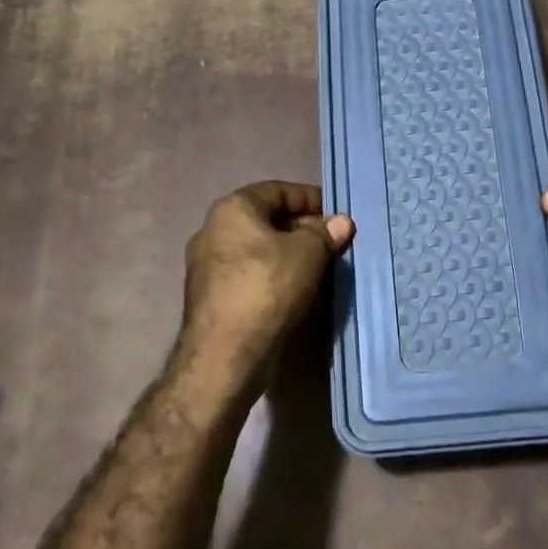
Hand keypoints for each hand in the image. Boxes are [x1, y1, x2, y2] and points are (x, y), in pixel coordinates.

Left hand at [179, 182, 353, 385]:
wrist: (223, 358)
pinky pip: (249, 275)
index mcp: (233, 209)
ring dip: (289, 255)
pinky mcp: (210, 297)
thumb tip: (341, 222)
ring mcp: (207, 266)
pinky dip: (273, 277)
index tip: (336, 217)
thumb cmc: (267, 290)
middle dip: (302, 229)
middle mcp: (213, 230)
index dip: (311, 199)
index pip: (278, 190)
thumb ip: (325, 233)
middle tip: (332, 244)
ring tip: (320, 268)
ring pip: (258, 250)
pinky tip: (296, 292)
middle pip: (266, 220)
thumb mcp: (308, 254)